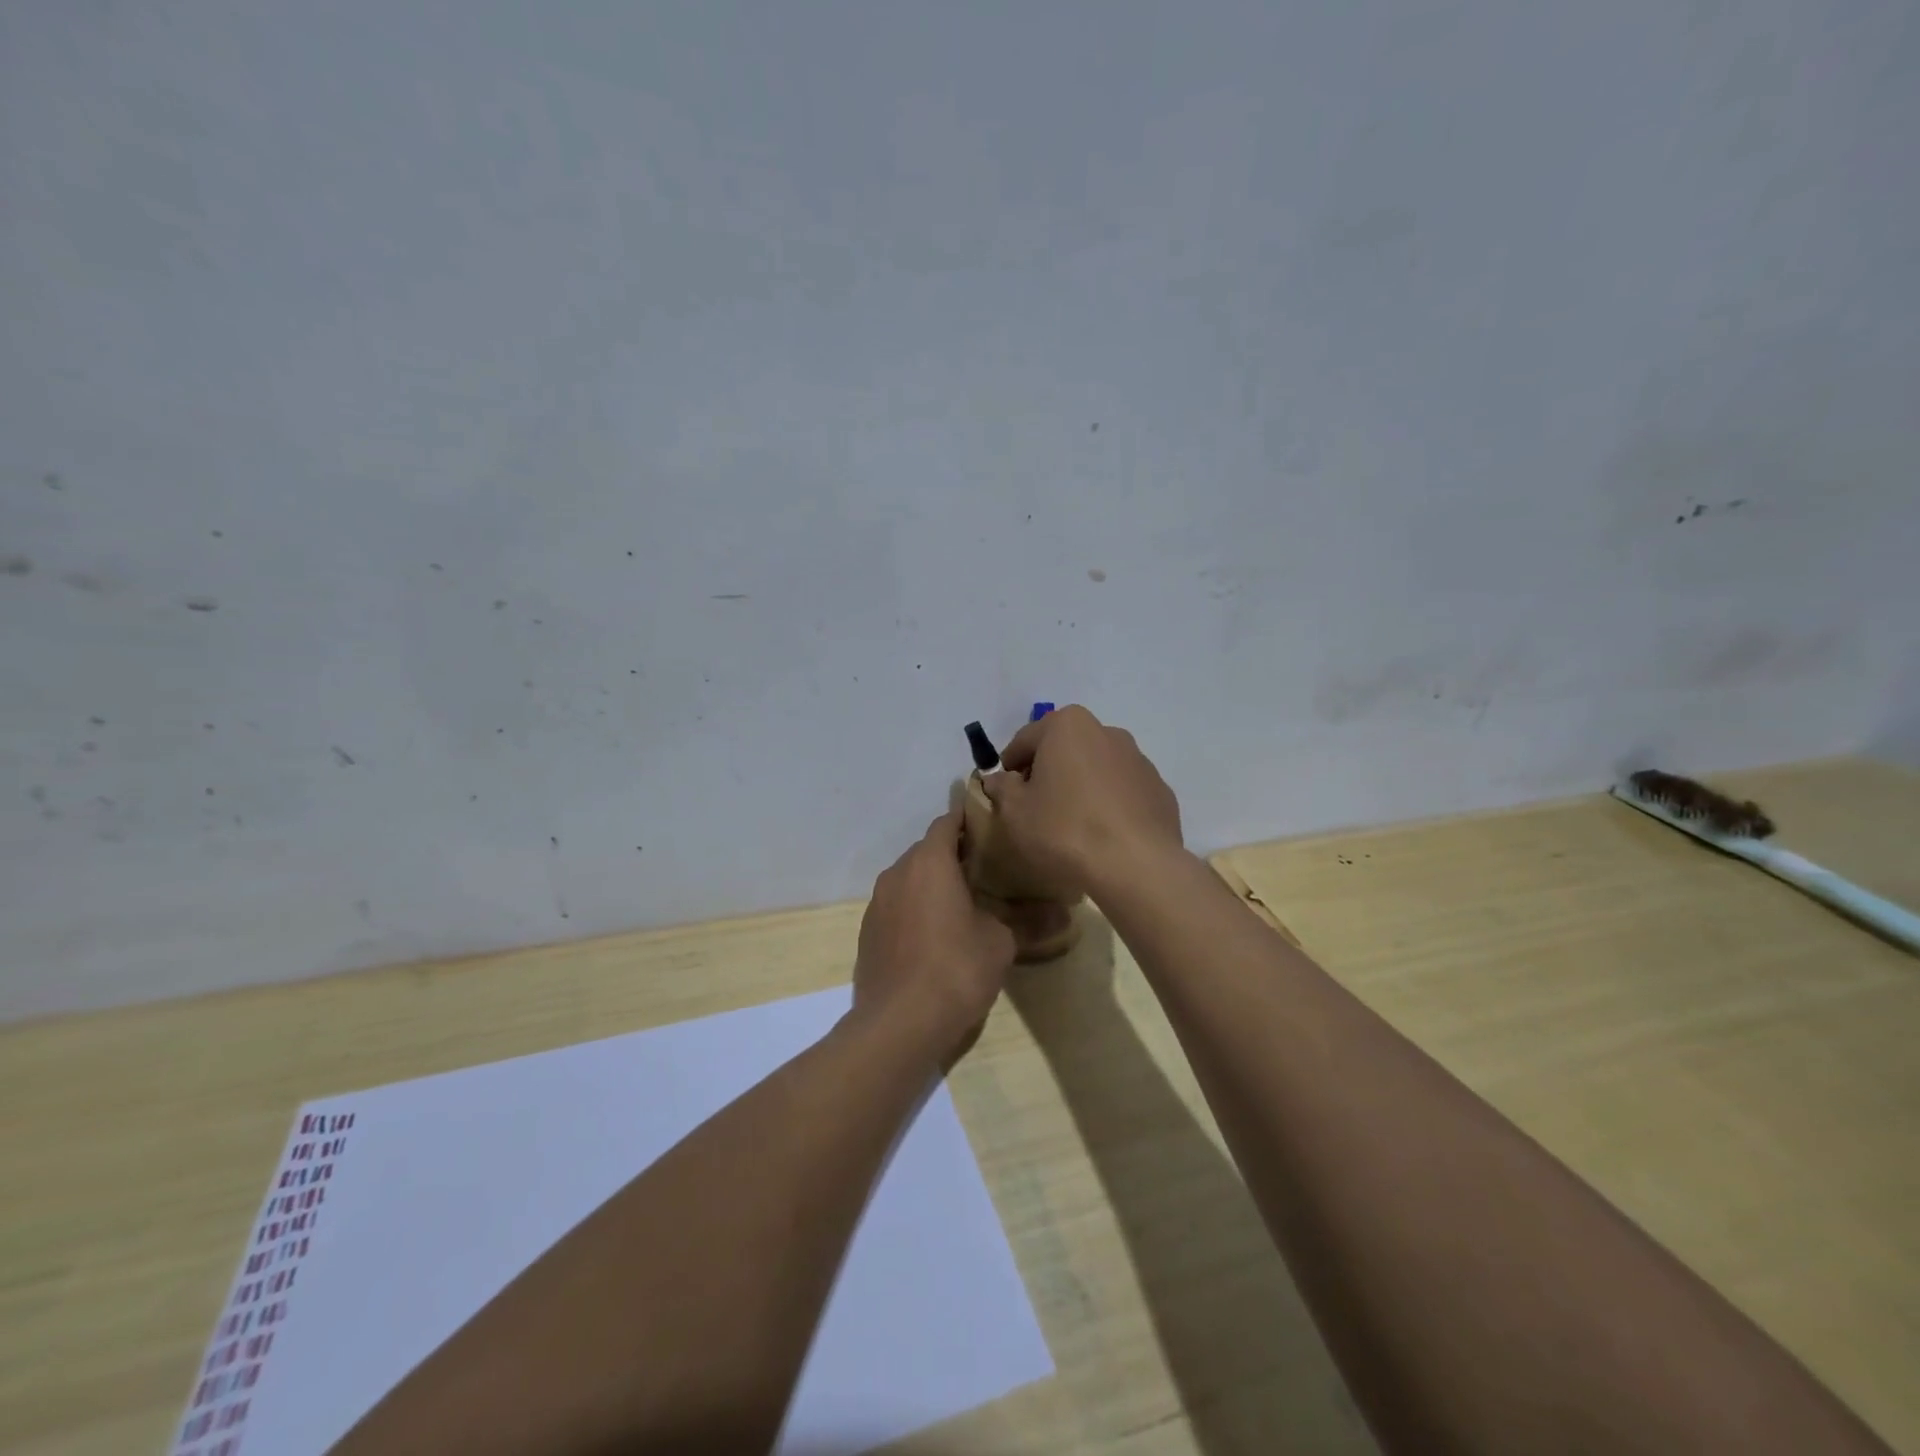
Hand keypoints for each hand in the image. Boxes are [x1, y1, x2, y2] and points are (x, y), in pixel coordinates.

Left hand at [854, 809, 1015, 1059]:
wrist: (898, 1023)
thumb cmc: (955, 969)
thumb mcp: (1000, 943)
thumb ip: (1029, 921)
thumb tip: (1065, 915)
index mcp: (929, 863)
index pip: (947, 822)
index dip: (969, 820)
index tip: (992, 827)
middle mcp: (897, 873)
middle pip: (927, 850)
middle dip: (953, 854)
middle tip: (986, 868)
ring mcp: (877, 903)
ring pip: (909, 878)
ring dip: (932, 883)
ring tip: (963, 901)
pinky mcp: (868, 932)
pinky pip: (896, 905)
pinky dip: (915, 908)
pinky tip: (935, 933)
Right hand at [980, 706, 1183, 899]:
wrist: (1136, 865)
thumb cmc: (1065, 829)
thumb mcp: (1015, 812)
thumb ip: (1002, 788)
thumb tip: (999, 779)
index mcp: (1068, 726)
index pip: (1025, 740)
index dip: (1009, 766)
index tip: (1003, 791)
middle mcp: (1106, 731)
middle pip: (1064, 748)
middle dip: (1047, 771)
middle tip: (1034, 806)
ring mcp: (1139, 760)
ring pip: (1096, 768)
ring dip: (1080, 786)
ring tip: (1071, 823)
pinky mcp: (1160, 790)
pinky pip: (1122, 791)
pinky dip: (1109, 804)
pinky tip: (1102, 834)